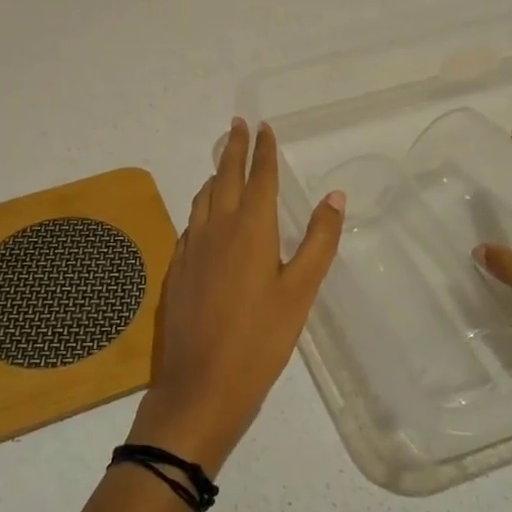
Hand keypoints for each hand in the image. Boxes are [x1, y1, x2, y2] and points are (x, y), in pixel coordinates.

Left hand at [128, 119, 344, 476]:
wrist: (199, 387)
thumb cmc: (260, 341)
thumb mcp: (300, 293)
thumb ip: (319, 241)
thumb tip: (335, 195)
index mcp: (250, 230)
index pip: (259, 178)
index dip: (263, 151)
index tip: (263, 126)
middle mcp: (216, 229)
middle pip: (224, 177)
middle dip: (233, 149)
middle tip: (237, 125)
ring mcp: (191, 249)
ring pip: (202, 198)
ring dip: (214, 174)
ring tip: (222, 163)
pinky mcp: (177, 269)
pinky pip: (191, 223)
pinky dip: (201, 206)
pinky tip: (205, 216)